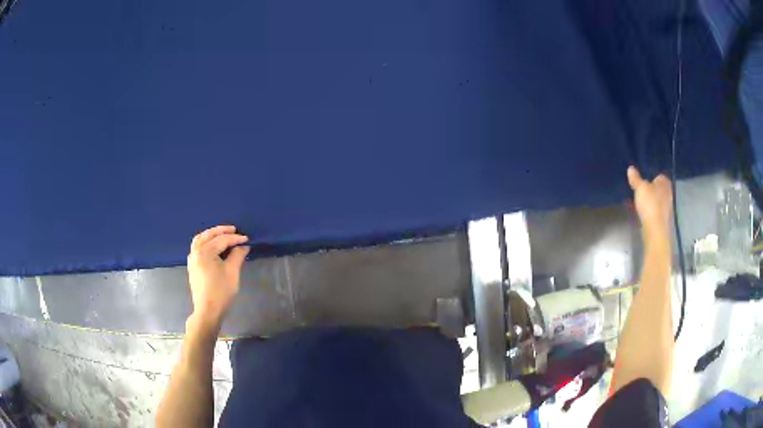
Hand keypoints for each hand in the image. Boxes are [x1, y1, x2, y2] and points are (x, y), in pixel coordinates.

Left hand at [187, 225, 249, 325]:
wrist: (208, 311)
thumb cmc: (221, 292)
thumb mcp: (232, 272)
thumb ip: (237, 256)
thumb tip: (243, 246)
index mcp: (205, 252)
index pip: (222, 240)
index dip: (235, 238)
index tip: (247, 239)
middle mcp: (196, 252)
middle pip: (208, 235)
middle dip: (222, 231)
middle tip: (234, 229)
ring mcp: (192, 259)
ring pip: (200, 239)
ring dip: (212, 234)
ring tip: (223, 234)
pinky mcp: (192, 266)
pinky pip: (198, 247)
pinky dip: (206, 241)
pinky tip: (213, 245)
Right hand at [627, 166, 672, 235]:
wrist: (655, 229)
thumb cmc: (650, 203)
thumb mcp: (640, 187)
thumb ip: (635, 178)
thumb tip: (630, 168)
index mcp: (664, 183)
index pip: (658, 176)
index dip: (650, 178)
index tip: (642, 181)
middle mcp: (668, 193)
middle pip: (656, 189)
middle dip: (648, 190)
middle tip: (638, 192)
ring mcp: (666, 208)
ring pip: (655, 201)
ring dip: (647, 202)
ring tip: (636, 203)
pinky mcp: (662, 220)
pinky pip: (653, 212)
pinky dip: (647, 212)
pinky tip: (638, 214)